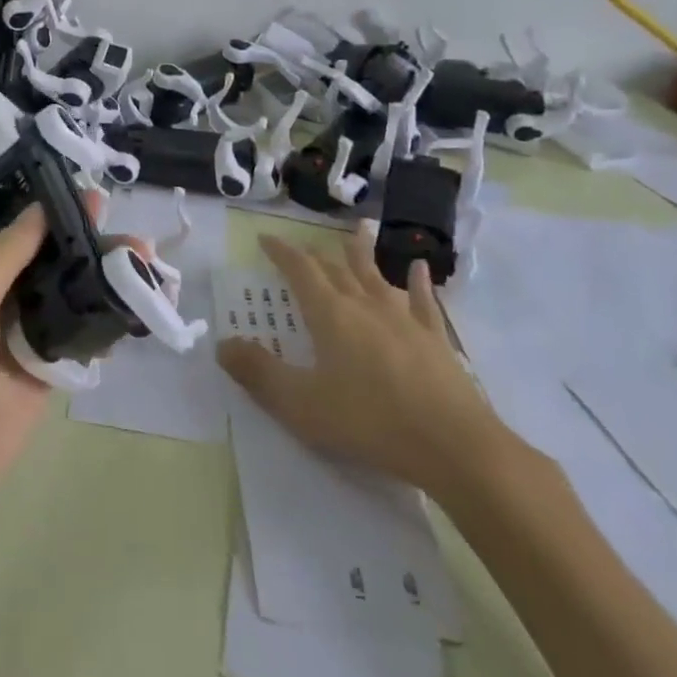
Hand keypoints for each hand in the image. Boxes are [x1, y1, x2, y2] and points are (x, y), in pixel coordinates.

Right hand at [216, 224, 507, 502]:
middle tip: (303, 247)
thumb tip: (221, 344)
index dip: (281, 252)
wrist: (454, 446)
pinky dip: (417, 282)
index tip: (265, 238)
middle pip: (336, 269)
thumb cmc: (370, 423)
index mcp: (330, 315)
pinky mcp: (435, 339)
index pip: (300, 270)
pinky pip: (423, 301)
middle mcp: (364, 305)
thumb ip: (258, 373)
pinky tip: (417, 268)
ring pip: (376, 276)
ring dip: (363, 253)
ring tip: (359, 230)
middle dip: (315, 256)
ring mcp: (403, 319)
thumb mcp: (301, 405)